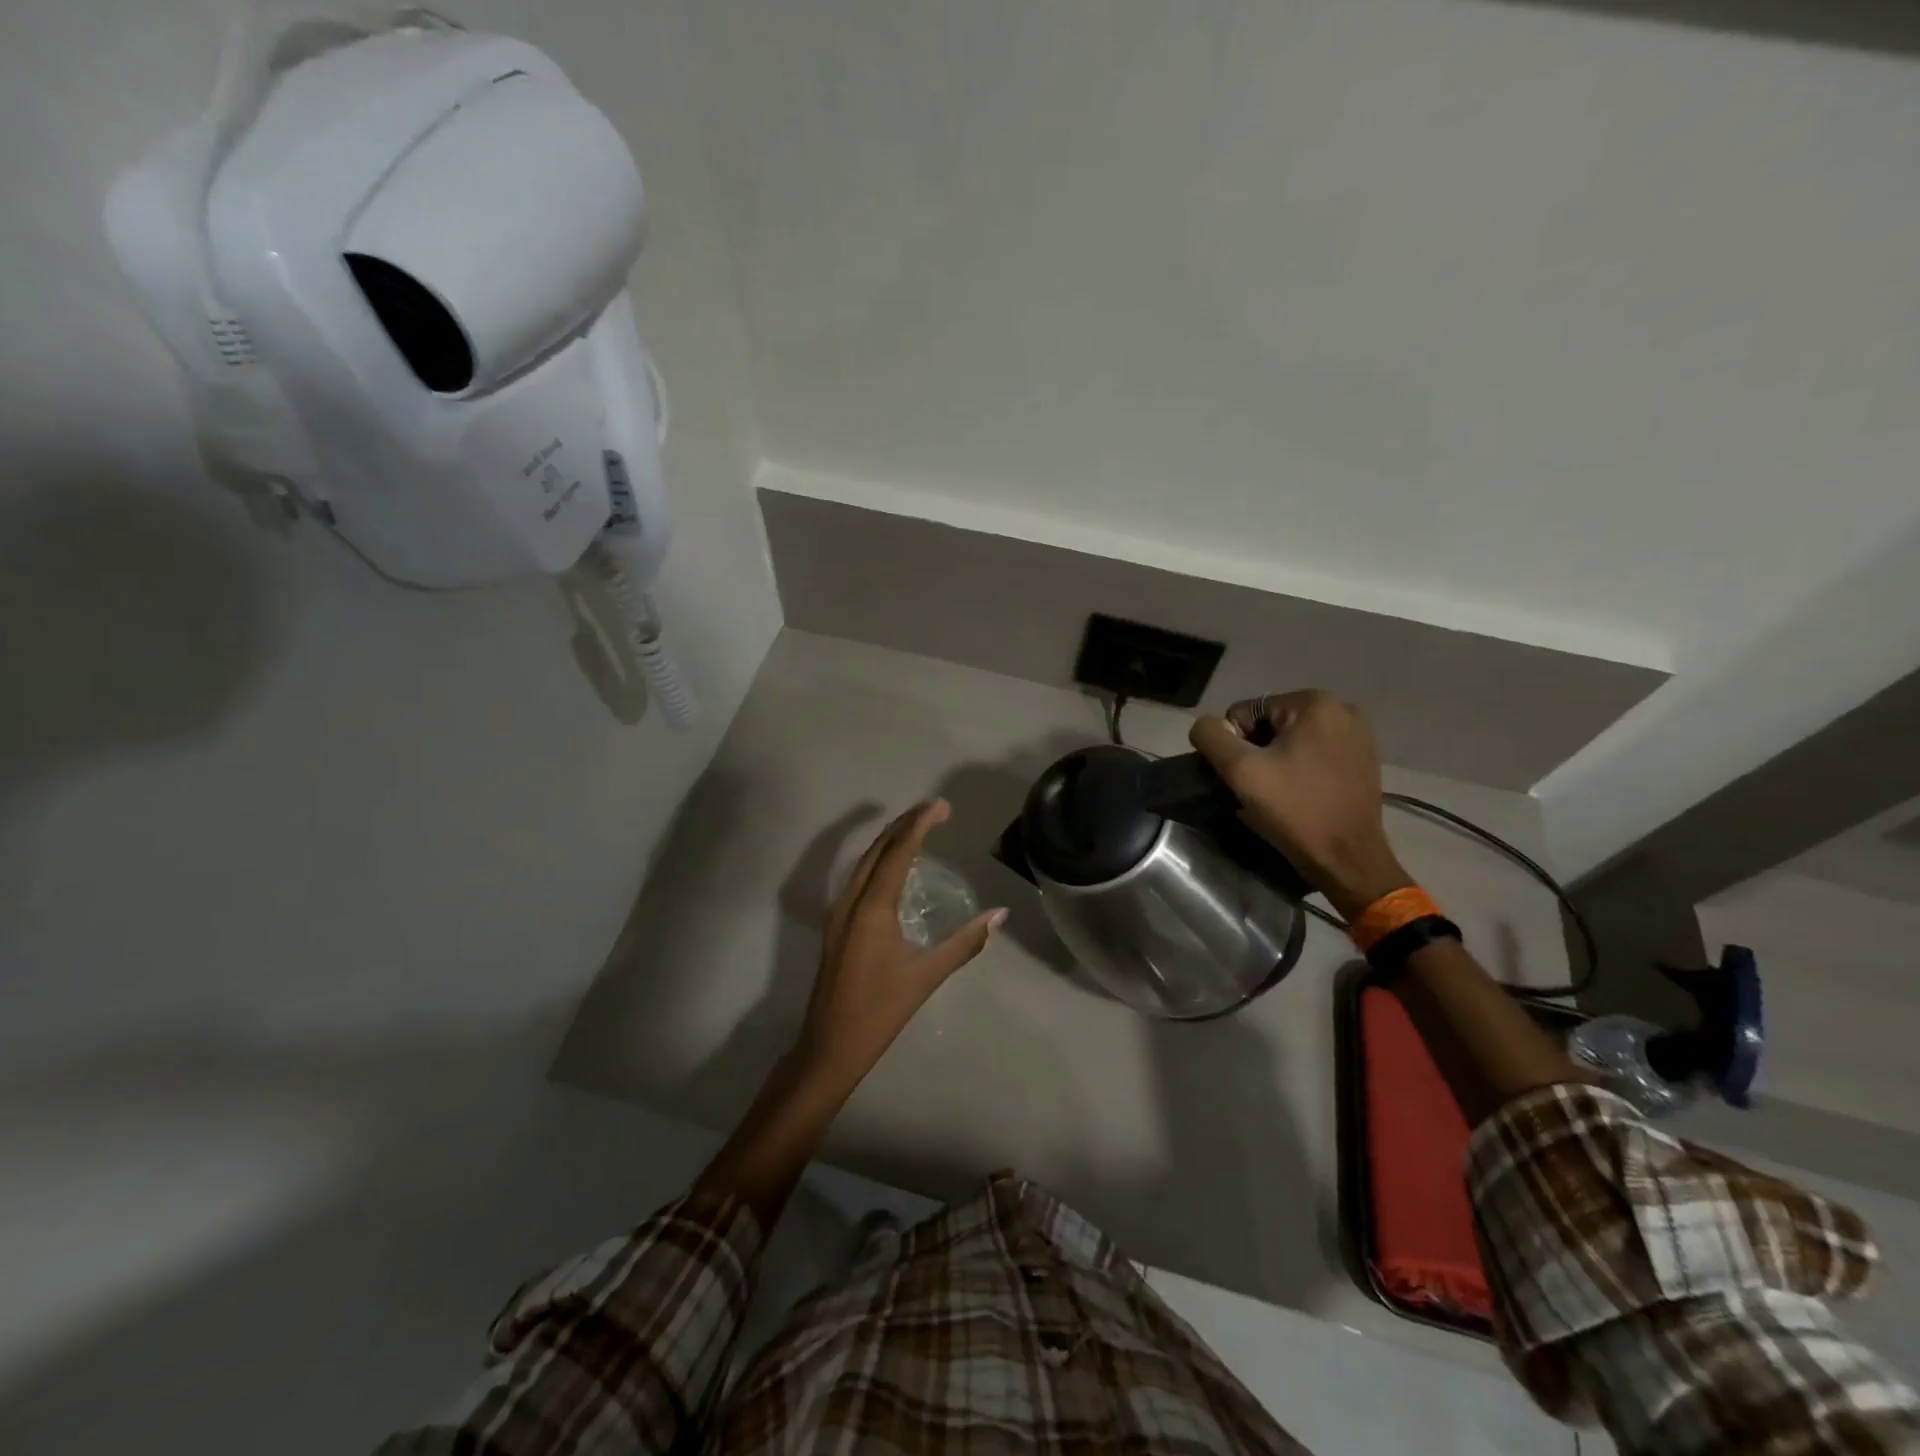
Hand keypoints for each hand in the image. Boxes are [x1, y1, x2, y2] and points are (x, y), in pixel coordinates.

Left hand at [793, 800, 1004, 1091]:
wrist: (830, 1045)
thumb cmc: (881, 1011)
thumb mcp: (927, 975)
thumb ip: (965, 942)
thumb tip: (1000, 915)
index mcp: (872, 908)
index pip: (898, 852)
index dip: (920, 824)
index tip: (942, 806)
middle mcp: (850, 900)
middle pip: (877, 849)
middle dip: (904, 824)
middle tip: (934, 809)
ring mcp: (838, 912)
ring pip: (864, 861)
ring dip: (889, 839)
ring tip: (916, 826)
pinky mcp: (836, 924)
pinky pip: (858, 877)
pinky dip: (879, 860)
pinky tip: (893, 866)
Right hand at [1190, 691, 1410, 919]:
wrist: (1347, 859)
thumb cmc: (1294, 810)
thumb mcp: (1240, 770)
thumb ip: (1211, 736)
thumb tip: (1206, 726)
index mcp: (1313, 703)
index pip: (1245, 712)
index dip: (1235, 745)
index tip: (1248, 778)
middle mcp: (1341, 709)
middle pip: (1270, 724)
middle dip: (1258, 752)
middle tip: (1261, 788)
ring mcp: (1358, 735)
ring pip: (1292, 740)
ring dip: (1277, 762)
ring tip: (1280, 794)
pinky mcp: (1364, 759)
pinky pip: (1315, 754)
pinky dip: (1300, 770)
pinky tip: (1301, 794)